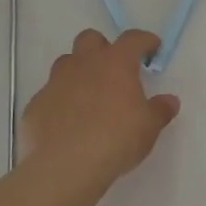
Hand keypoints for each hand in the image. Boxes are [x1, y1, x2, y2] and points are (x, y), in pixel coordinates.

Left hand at [20, 29, 179, 187]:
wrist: (65, 166)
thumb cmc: (116, 139)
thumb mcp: (149, 127)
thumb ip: (160, 110)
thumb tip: (169, 101)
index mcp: (115, 63)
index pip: (132, 39)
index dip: (144, 41)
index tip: (152, 48)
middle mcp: (83, 64)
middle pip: (90, 39)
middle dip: (103, 48)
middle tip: (114, 70)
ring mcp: (55, 83)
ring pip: (66, 63)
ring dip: (78, 72)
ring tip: (89, 96)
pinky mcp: (36, 105)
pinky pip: (50, 95)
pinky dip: (60, 102)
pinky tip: (67, 123)